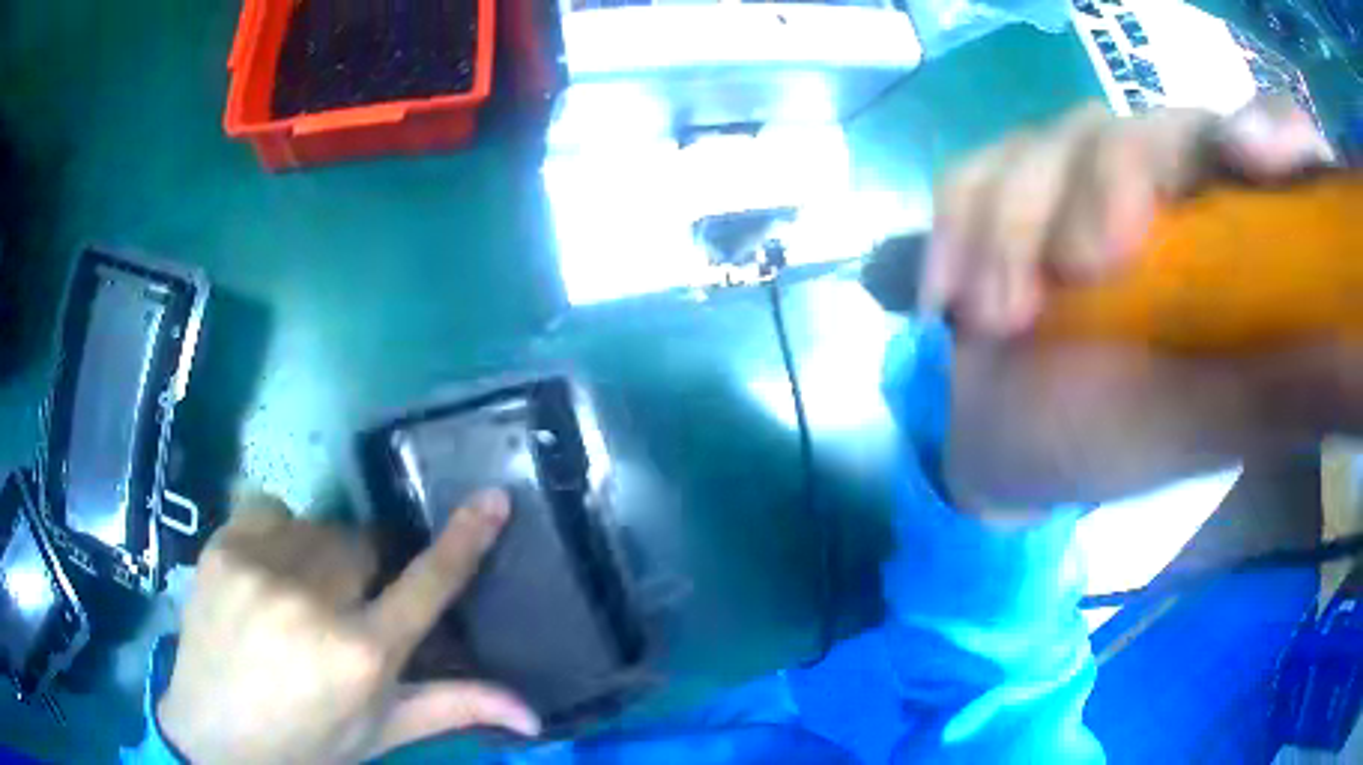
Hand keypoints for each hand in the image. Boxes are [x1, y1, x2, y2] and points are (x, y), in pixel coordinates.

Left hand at [158, 489, 540, 763]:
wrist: (215, 735)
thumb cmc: (308, 742)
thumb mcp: (382, 732)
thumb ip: (453, 708)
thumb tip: (536, 715)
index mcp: (361, 655)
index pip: (427, 586)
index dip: (465, 539)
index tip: (494, 498)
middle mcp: (313, 602)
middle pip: (363, 544)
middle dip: (364, 568)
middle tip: (345, 605)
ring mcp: (261, 566)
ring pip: (317, 526)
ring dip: (319, 553)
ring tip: (297, 594)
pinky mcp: (222, 545)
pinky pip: (270, 510)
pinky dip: (277, 532)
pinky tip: (265, 571)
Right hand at [921, 98, 1360, 509]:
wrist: (1027, 450)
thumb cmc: (1135, 439)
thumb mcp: (1222, 418)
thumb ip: (1286, 374)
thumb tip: (1343, 353)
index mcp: (1231, 223)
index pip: (1261, 141)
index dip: (1268, 128)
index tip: (1254, 165)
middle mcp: (1162, 180)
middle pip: (1148, 129)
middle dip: (1113, 181)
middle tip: (1087, 269)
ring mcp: (1078, 179)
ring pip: (1055, 140)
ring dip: (1016, 219)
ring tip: (994, 317)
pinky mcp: (1007, 195)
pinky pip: (974, 174)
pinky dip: (956, 223)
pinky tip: (946, 297)